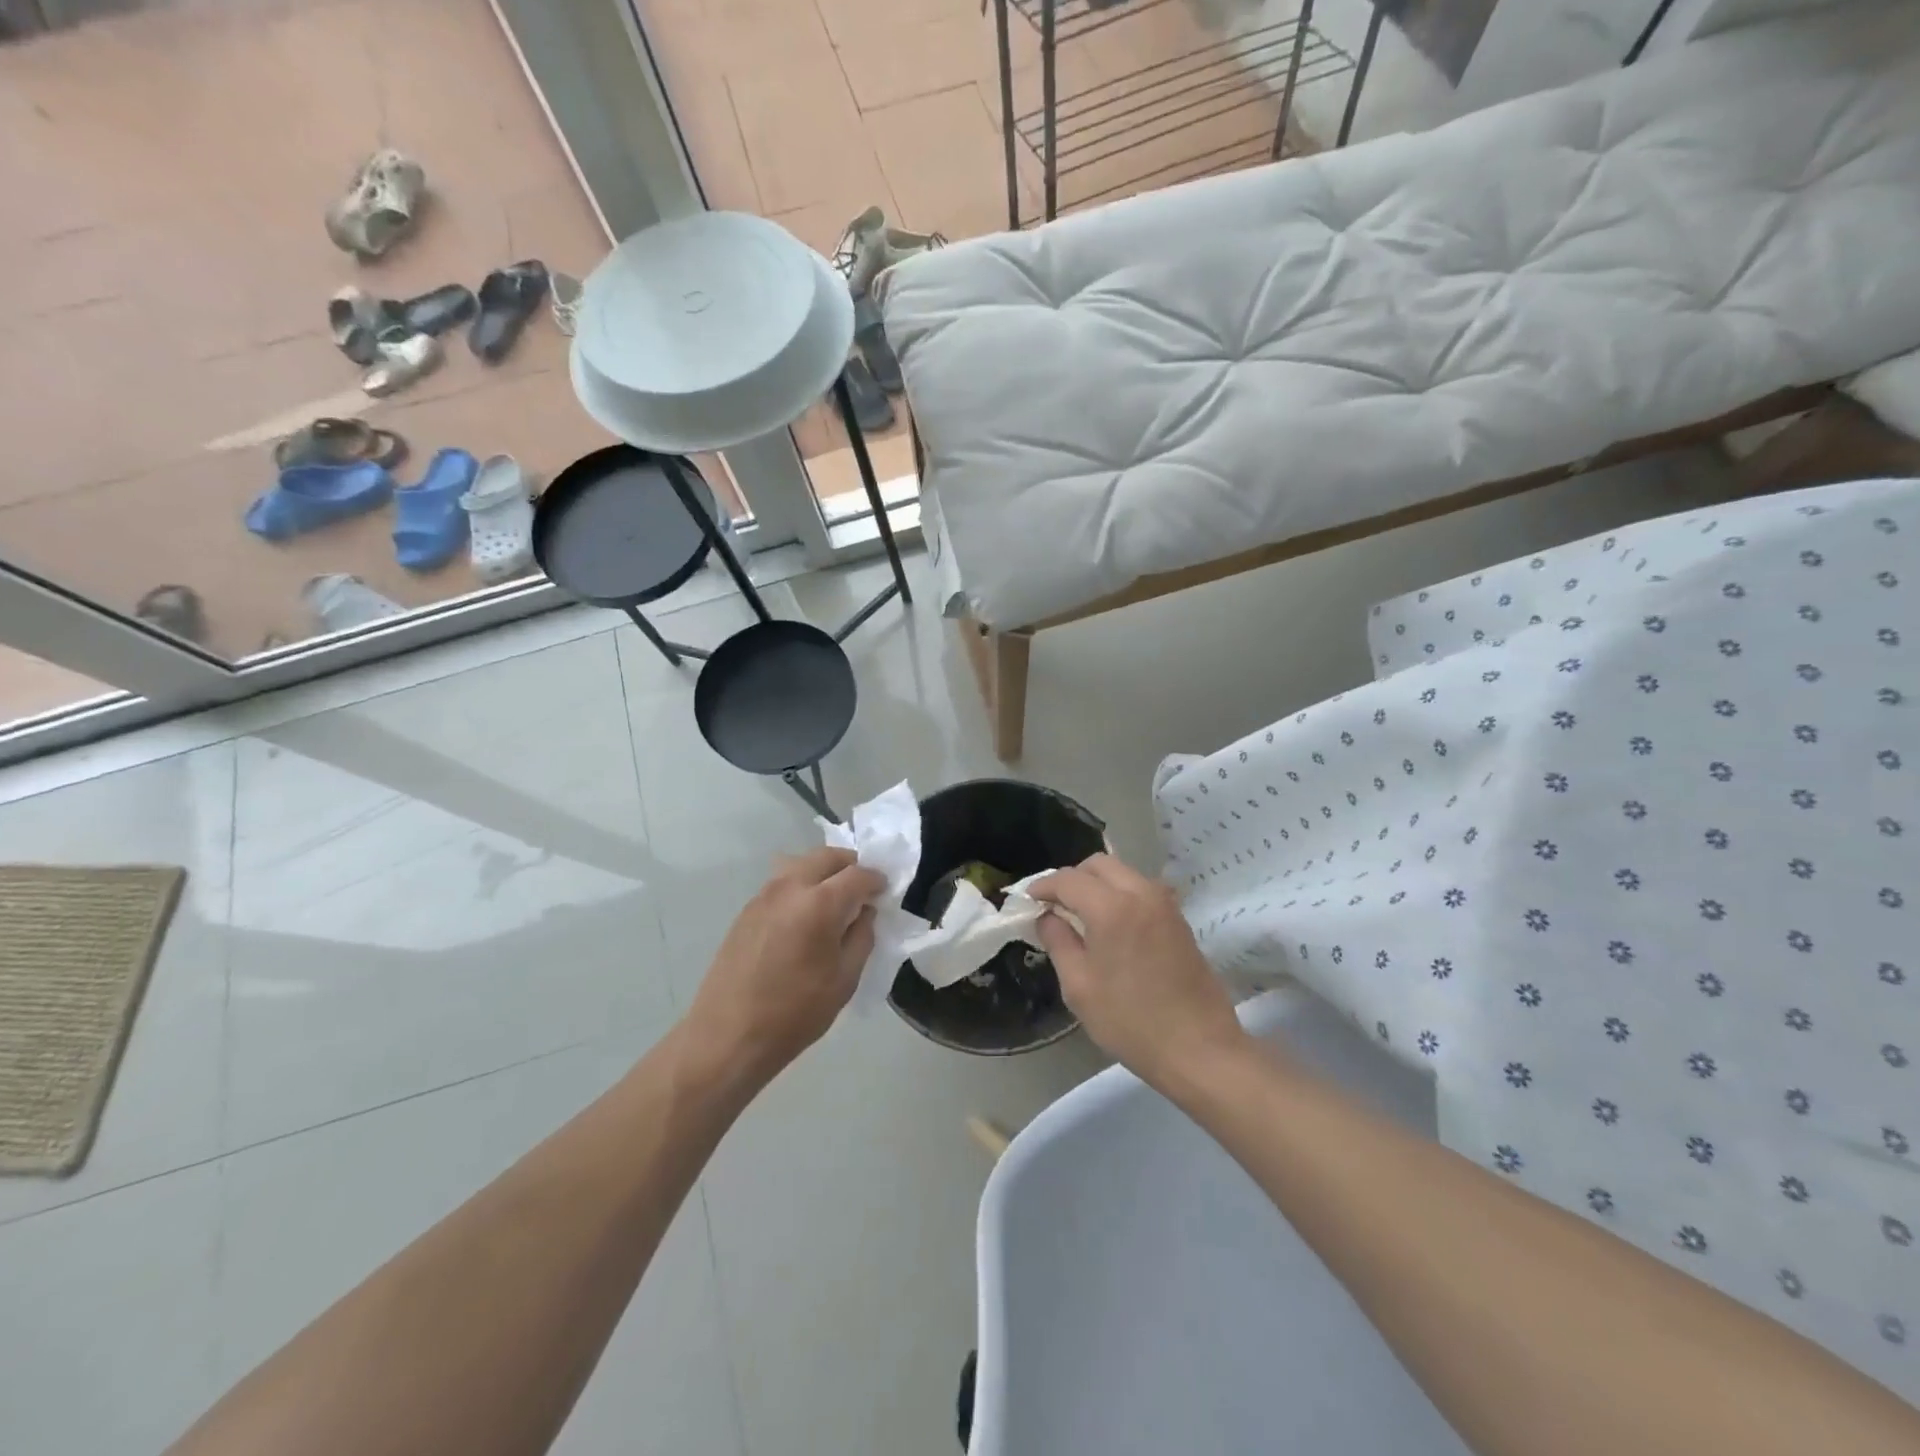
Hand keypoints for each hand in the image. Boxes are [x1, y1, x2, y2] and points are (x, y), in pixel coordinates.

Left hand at [682, 848, 883, 1088]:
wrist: (728, 1036)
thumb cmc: (795, 1013)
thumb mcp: (845, 979)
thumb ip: (862, 936)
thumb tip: (864, 911)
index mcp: (820, 903)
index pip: (858, 874)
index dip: (877, 880)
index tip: (885, 892)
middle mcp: (790, 887)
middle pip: (827, 857)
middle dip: (850, 866)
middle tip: (863, 889)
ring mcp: (764, 895)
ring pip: (802, 864)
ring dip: (824, 872)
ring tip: (835, 901)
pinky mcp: (747, 909)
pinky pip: (783, 882)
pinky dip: (802, 885)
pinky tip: (806, 915)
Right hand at [1032, 853, 1245, 1088]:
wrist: (1199, 1049)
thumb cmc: (1130, 1021)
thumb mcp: (1079, 986)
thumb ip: (1058, 942)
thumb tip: (1047, 917)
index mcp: (1112, 907)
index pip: (1069, 879)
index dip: (1044, 886)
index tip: (1028, 899)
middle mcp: (1141, 893)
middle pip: (1099, 864)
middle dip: (1072, 878)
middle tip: (1054, 904)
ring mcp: (1165, 904)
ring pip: (1123, 873)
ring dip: (1098, 884)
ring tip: (1081, 914)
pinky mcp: (1179, 919)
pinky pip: (1141, 890)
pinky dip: (1120, 894)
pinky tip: (1110, 924)